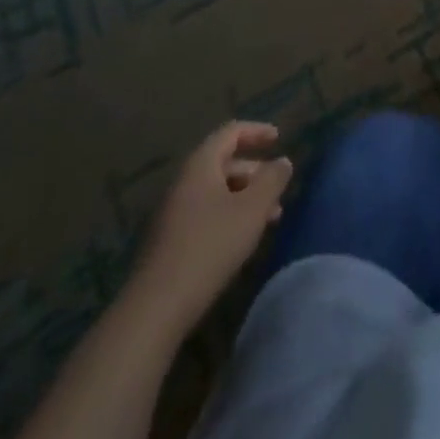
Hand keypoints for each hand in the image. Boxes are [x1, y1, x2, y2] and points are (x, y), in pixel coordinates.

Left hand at [131, 121, 293, 329]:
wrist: (156, 307)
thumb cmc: (210, 246)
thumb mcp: (252, 209)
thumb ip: (272, 180)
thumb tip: (282, 162)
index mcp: (200, 165)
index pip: (230, 133)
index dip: (256, 131)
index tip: (278, 139)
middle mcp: (183, 182)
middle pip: (224, 163)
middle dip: (255, 173)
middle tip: (278, 190)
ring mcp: (173, 213)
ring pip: (216, 192)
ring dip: (245, 198)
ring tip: (269, 219)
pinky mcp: (170, 241)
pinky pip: (206, 214)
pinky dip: (229, 216)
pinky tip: (242, 240)